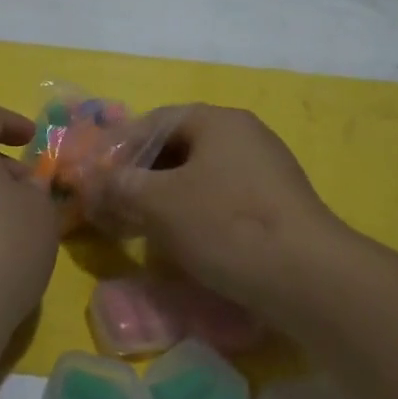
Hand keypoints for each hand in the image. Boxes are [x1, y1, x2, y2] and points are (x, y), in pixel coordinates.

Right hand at [91, 105, 346, 315]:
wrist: (309, 278)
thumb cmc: (226, 225)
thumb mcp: (159, 203)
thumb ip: (118, 186)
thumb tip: (88, 183)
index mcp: (217, 120)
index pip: (154, 122)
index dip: (118, 149)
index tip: (95, 179)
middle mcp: (244, 135)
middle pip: (177, 148)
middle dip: (141, 176)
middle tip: (115, 206)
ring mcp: (265, 170)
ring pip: (199, 176)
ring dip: (165, 199)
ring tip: (142, 229)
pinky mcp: (277, 205)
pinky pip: (223, 199)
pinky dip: (195, 215)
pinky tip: (183, 244)